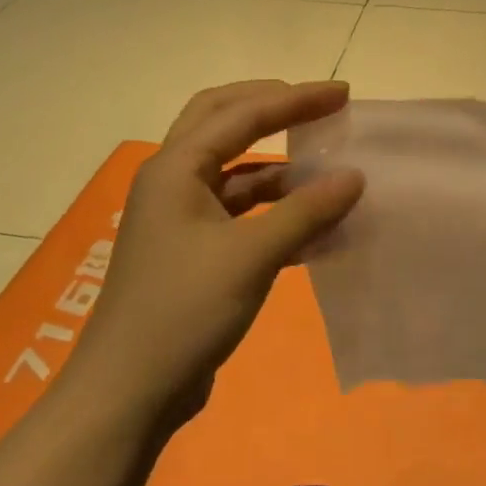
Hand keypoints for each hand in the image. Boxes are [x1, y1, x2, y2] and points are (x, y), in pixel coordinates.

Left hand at [64, 80, 364, 433]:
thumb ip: (306, 211)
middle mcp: (173, 181)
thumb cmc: (184, 310)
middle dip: (272, 109)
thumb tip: (355, 176)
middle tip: (319, 107)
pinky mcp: (193, 251)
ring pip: (233, 170)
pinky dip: (274, 209)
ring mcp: (180, 217)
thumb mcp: (251, 256)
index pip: (242, 114)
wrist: (129, 391)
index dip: (296, 100)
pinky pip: (239, 213)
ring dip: (277, 164)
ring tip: (326, 166)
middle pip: (224, 123)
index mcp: (176, 168)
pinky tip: (313, 224)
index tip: (344, 94)